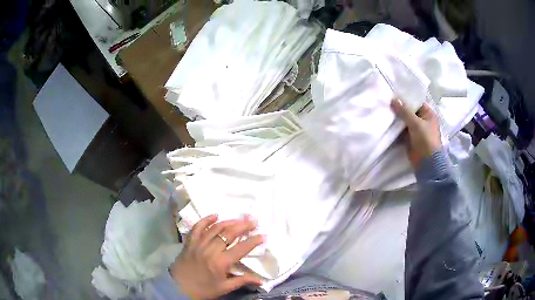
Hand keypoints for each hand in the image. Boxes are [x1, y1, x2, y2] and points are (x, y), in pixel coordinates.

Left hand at [170, 215, 263, 298]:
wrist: (179, 287)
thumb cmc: (203, 289)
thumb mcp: (224, 288)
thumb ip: (242, 281)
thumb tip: (260, 280)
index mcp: (221, 262)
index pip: (241, 248)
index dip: (253, 241)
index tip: (263, 235)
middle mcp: (210, 250)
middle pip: (229, 233)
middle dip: (243, 226)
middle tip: (253, 221)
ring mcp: (198, 244)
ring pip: (215, 228)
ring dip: (229, 221)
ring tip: (239, 219)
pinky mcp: (190, 242)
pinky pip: (197, 227)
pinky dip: (206, 220)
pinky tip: (215, 215)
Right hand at [391, 99, 441, 167]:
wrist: (427, 163)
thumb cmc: (425, 140)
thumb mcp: (415, 123)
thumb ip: (404, 111)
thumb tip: (393, 99)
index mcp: (428, 114)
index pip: (416, 102)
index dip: (406, 98)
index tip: (394, 95)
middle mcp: (423, 121)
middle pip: (409, 111)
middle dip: (399, 108)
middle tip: (387, 102)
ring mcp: (416, 130)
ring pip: (405, 121)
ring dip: (397, 118)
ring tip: (385, 110)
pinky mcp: (410, 139)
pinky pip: (402, 130)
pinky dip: (396, 128)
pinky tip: (387, 122)